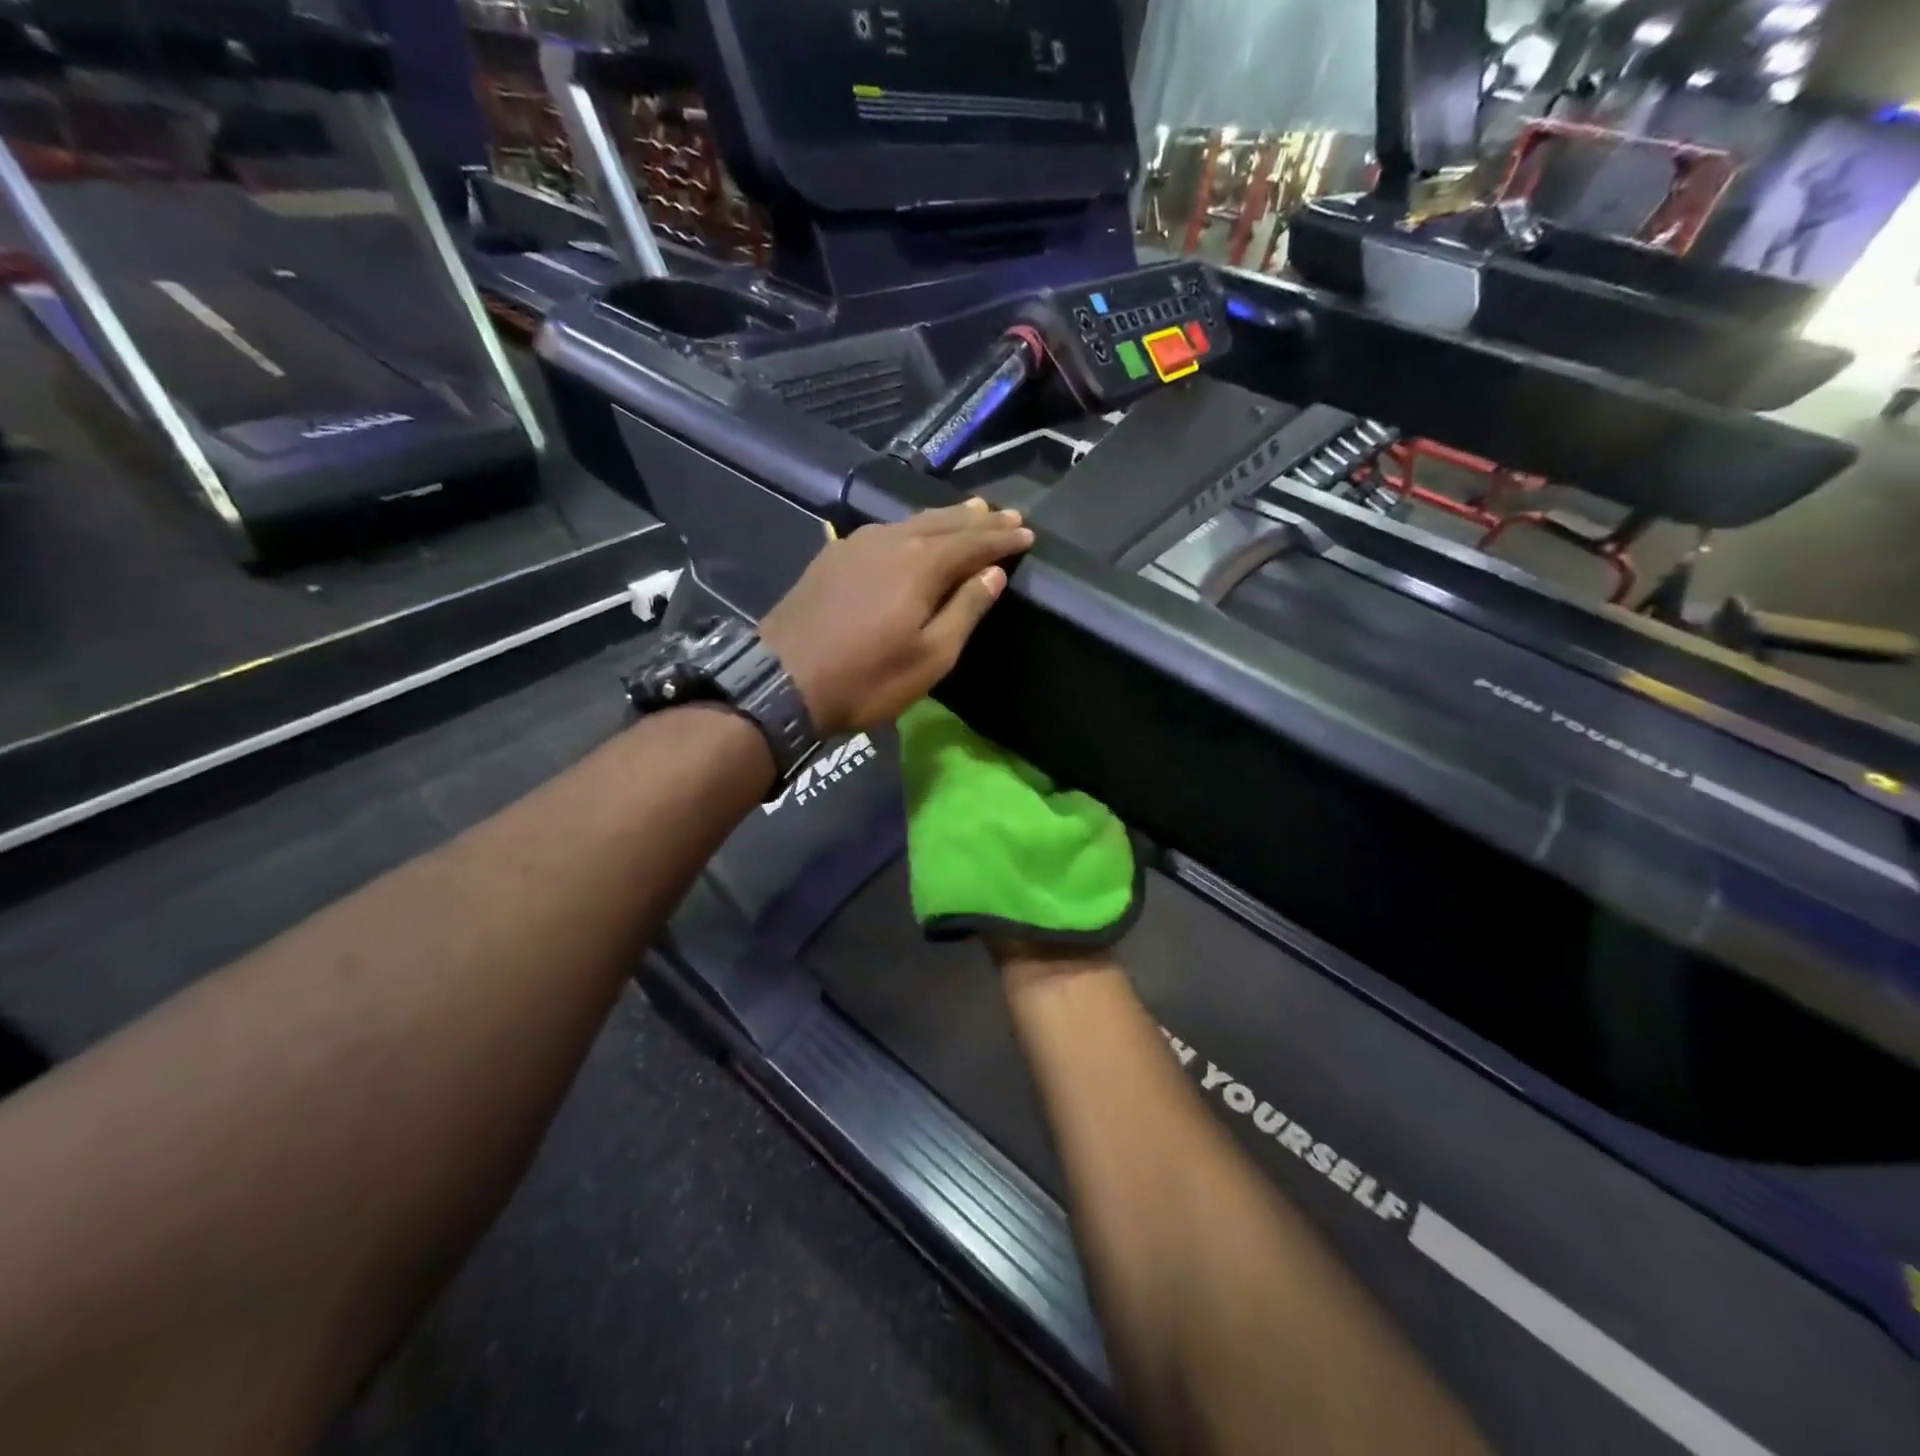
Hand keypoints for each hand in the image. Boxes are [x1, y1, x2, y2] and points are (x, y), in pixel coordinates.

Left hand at [760, 498, 1033, 737]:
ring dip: (946, 518)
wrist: (783, 681)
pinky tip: (913, 531)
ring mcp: (858, 544)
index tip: (1028, 534)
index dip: (1003, 538)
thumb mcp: (930, 656)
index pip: (975, 542)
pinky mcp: (834, 555)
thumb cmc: (867, 678)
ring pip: (913, 521)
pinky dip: (912, 527)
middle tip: (1007, 514)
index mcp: (922, 563)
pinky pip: (886, 530)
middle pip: (945, 522)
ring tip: (971, 511)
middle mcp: (892, 540)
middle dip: (979, 519)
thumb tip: (993, 574)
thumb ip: (965, 610)